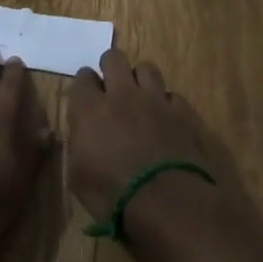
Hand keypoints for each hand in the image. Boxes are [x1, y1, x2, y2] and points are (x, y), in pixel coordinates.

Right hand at [64, 48, 254, 233]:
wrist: (169, 203)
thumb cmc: (115, 197)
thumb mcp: (79, 177)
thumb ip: (79, 143)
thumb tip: (83, 132)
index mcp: (91, 109)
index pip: (82, 77)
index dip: (84, 86)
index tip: (86, 98)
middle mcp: (122, 94)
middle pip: (114, 58)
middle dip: (111, 68)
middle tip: (112, 88)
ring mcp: (156, 99)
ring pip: (146, 68)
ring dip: (141, 80)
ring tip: (141, 99)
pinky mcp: (183, 111)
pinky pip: (172, 95)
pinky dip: (167, 105)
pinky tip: (168, 121)